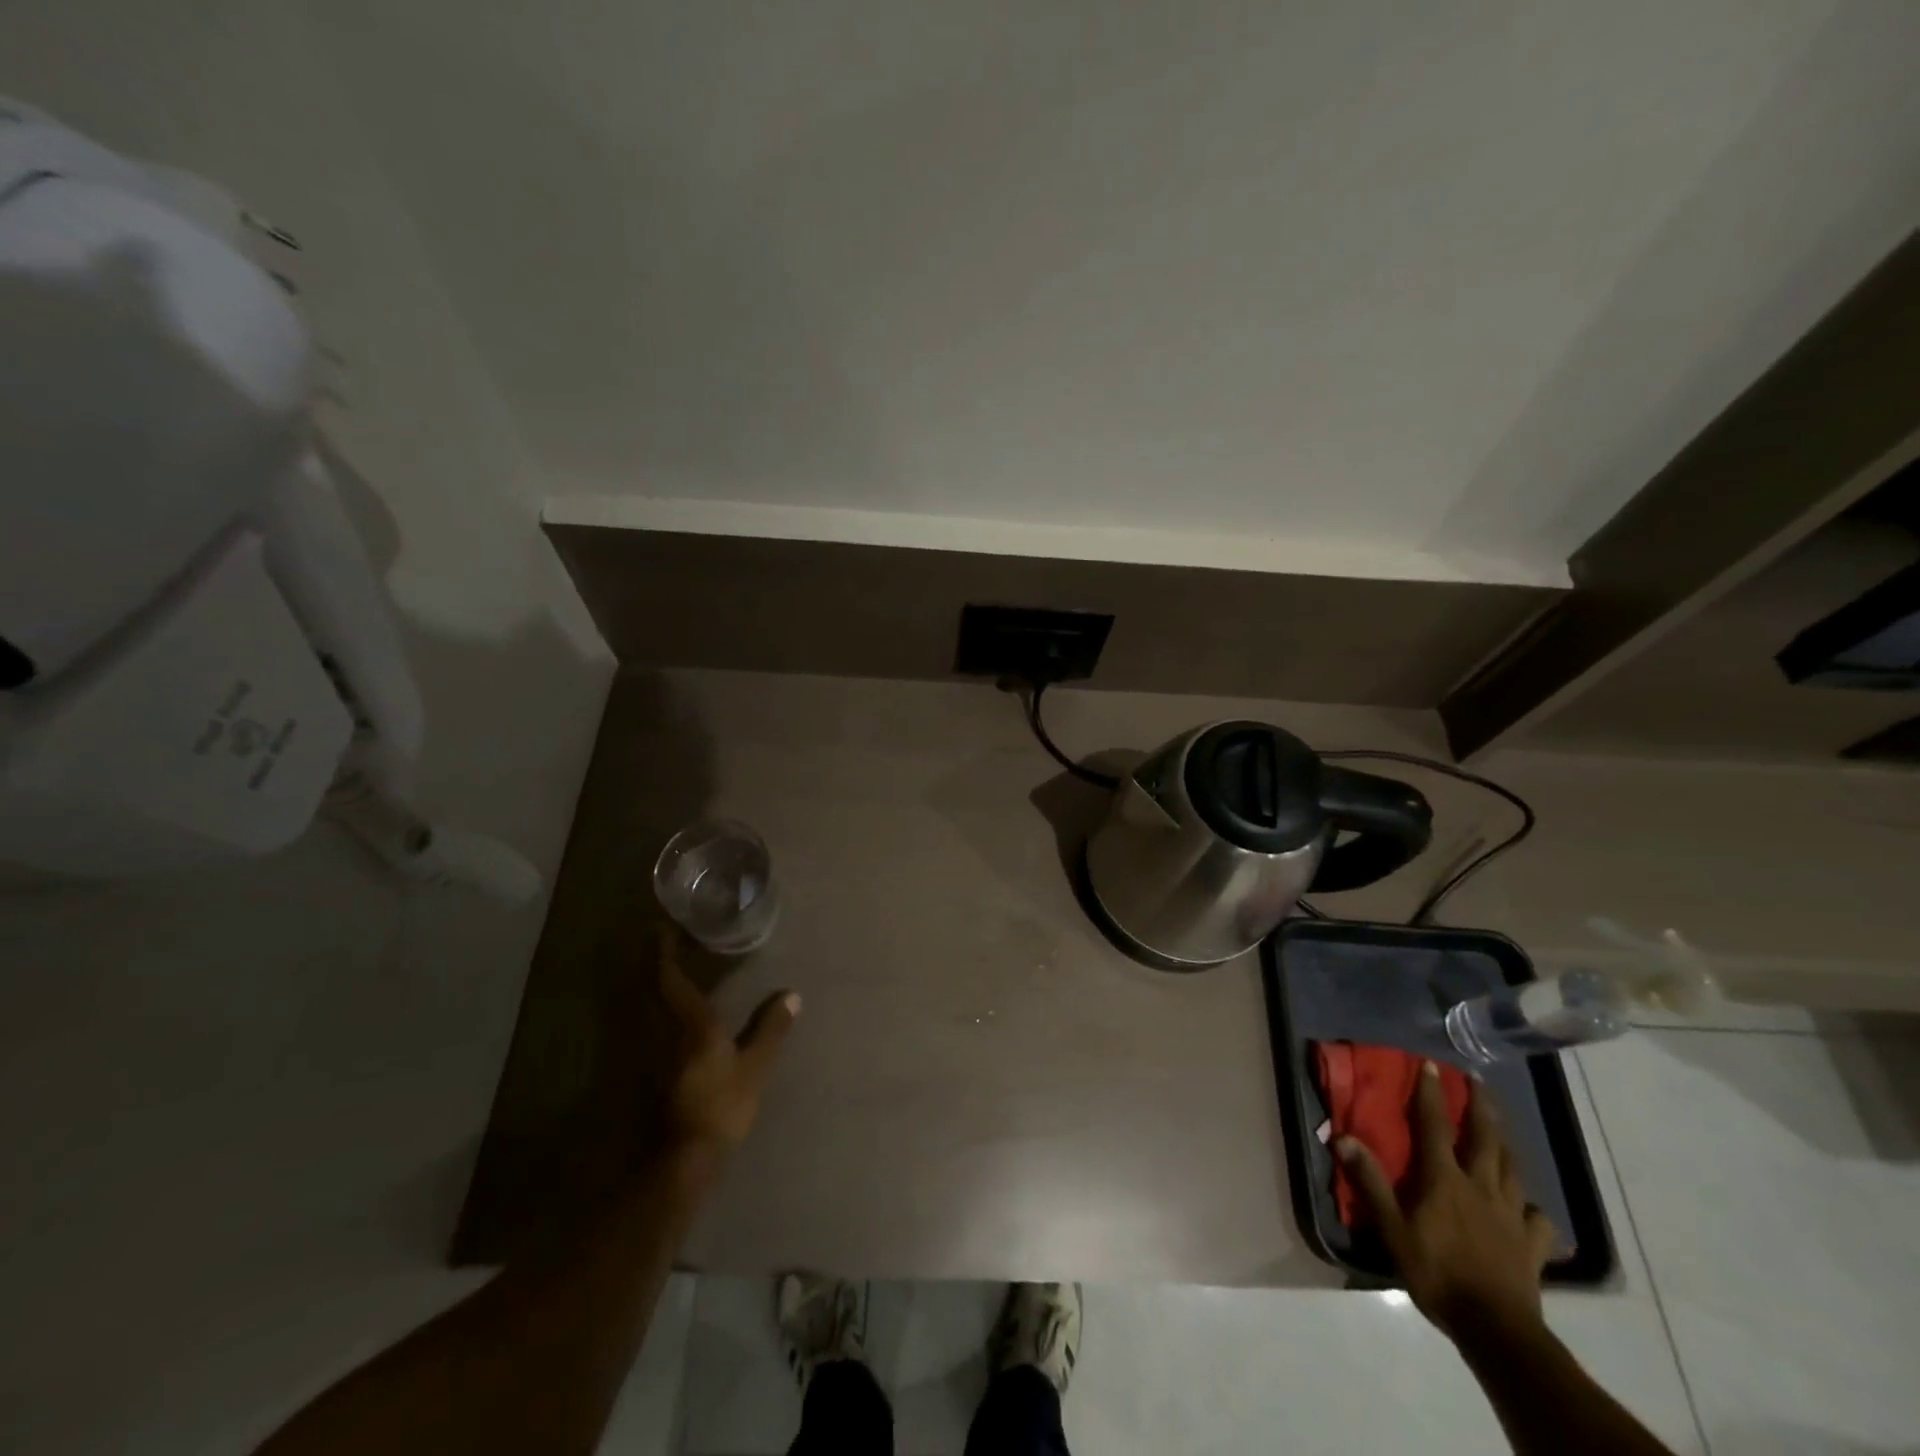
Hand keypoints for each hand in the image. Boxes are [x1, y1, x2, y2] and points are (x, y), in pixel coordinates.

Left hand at [656, 927, 799, 1153]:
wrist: (684, 1158)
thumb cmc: (722, 1105)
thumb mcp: (756, 1067)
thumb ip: (771, 1029)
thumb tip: (792, 995)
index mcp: (692, 1025)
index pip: (671, 981)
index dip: (664, 954)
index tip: (661, 929)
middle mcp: (664, 1034)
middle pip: (651, 992)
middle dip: (653, 966)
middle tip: (662, 944)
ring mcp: (652, 1056)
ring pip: (646, 1012)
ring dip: (652, 988)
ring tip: (665, 973)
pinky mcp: (651, 1077)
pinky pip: (650, 1031)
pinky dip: (655, 1014)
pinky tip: (667, 1018)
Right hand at [1339, 1062, 1556, 1344]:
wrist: (1496, 1329)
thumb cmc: (1437, 1273)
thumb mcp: (1392, 1229)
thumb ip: (1370, 1182)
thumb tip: (1343, 1137)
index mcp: (1444, 1179)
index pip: (1435, 1125)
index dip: (1431, 1093)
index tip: (1431, 1065)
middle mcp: (1480, 1187)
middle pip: (1484, 1139)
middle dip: (1480, 1107)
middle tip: (1478, 1082)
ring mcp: (1511, 1215)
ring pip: (1511, 1169)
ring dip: (1504, 1143)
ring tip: (1500, 1129)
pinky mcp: (1532, 1245)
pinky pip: (1537, 1218)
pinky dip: (1531, 1206)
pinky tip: (1527, 1207)